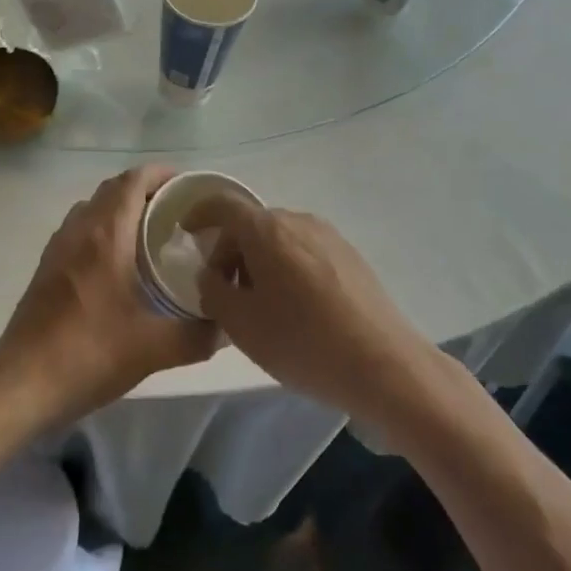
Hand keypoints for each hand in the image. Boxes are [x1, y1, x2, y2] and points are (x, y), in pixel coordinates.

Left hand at [0, 166, 218, 432]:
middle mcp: (79, 229)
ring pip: (93, 207)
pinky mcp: (46, 267)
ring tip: (150, 232)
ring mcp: (57, 247)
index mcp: (106, 235)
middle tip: (176, 210)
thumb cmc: (88, 354)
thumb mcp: (153, 349)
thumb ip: (196, 336)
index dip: (161, 173)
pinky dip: (102, 228)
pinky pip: (79, 229)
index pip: (133, 180)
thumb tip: (225, 327)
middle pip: (113, 189)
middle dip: (145, 189)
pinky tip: (118, 263)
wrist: (21, 383)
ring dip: (120, 208)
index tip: (187, 184)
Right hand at [190, 196, 429, 421]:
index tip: (185, 232)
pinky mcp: (350, 256)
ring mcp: (328, 236)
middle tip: (222, 289)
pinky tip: (293, 307)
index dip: (199, 214)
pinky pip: (304, 250)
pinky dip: (286, 266)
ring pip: (279, 237)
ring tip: (258, 303)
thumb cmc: (303, 342)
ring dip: (259, 260)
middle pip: (252, 223)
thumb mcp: (241, 325)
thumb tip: (211, 275)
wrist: (385, 365)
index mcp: (267, 229)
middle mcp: (298, 220)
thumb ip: (213, 292)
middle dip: (230, 249)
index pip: (223, 205)